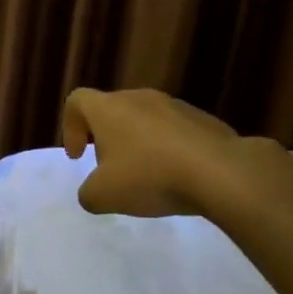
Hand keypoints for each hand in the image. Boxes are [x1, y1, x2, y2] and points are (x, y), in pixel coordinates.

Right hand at [62, 87, 256, 217]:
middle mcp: (138, 98)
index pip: (77, 101)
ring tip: (148, 175)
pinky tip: (179, 176)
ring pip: (144, 119)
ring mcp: (174, 105)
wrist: (222, 173)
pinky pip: (175, 130)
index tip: (79, 157)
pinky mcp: (203, 119)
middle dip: (105, 138)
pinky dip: (168, 149)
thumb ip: (87, 193)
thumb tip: (93, 192)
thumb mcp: (103, 196)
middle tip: (111, 169)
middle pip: (111, 110)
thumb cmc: (151, 176)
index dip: (70, 127)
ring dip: (138, 143)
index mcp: (108, 108)